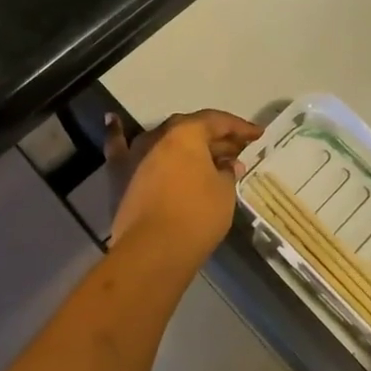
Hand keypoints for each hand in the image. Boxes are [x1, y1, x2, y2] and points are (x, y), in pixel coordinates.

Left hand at [105, 110, 263, 273]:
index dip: (239, 128)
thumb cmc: (197, 216)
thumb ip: (227, 173)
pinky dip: (117, 133)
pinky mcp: (119, 176)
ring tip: (201, 151)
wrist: (154, 250)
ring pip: (162, 140)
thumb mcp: (224, 193)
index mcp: (187, 134)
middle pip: (190, 129)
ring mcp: (135, 155)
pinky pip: (118, 147)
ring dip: (181, 143)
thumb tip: (228, 165)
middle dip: (214, 138)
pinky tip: (113, 119)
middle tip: (235, 150)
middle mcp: (158, 137)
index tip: (257, 135)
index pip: (217, 122)